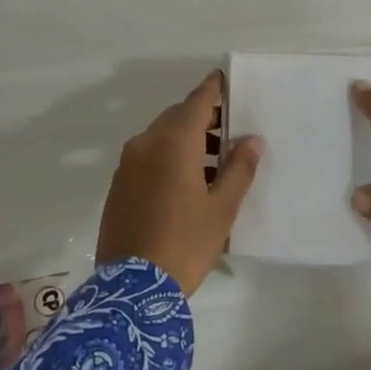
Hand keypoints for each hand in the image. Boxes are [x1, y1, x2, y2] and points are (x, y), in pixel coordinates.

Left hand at [96, 71, 262, 296]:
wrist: (132, 289)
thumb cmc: (185, 243)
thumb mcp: (222, 208)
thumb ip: (239, 168)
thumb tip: (252, 140)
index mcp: (174, 142)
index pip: (197, 101)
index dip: (214, 89)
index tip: (226, 80)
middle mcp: (146, 144)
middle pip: (177, 117)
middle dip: (203, 118)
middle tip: (230, 130)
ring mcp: (127, 165)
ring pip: (161, 137)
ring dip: (187, 140)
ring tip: (216, 163)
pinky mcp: (118, 186)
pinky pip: (148, 157)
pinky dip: (169, 157)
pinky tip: (188, 182)